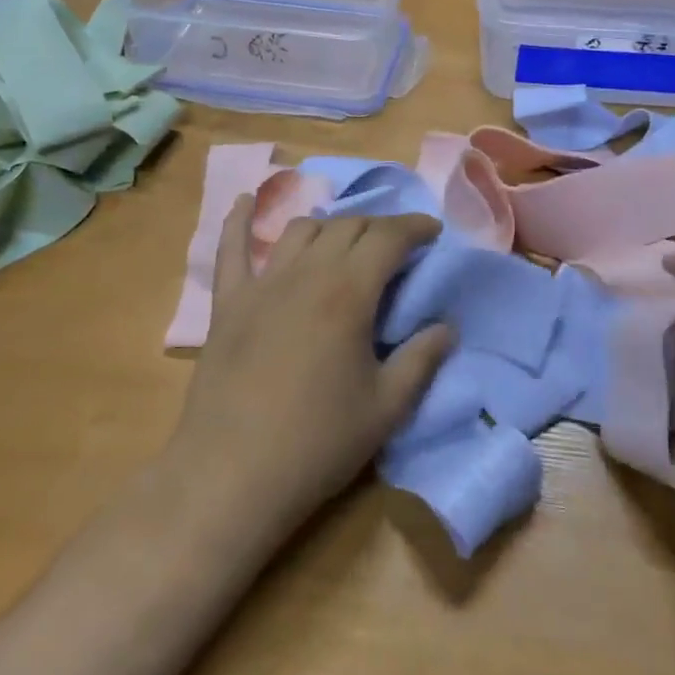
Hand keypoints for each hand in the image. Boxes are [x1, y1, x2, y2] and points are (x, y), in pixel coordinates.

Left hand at [166, 200, 452, 539]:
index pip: (388, 238)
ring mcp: (262, 284)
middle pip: (347, 227)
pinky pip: (231, 250)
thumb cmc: (317, 444)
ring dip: (330, 227)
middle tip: (396, 245)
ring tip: (346, 241)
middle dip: (378, 227)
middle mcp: (306, 274)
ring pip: (301, 230)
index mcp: (348, 293)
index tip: (432, 230)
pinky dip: (239, 221)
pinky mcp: (228, 303)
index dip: (414, 227)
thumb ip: (420, 360)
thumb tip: (446, 327)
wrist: (232, 474)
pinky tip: (245, 200)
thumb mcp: (386, 409)